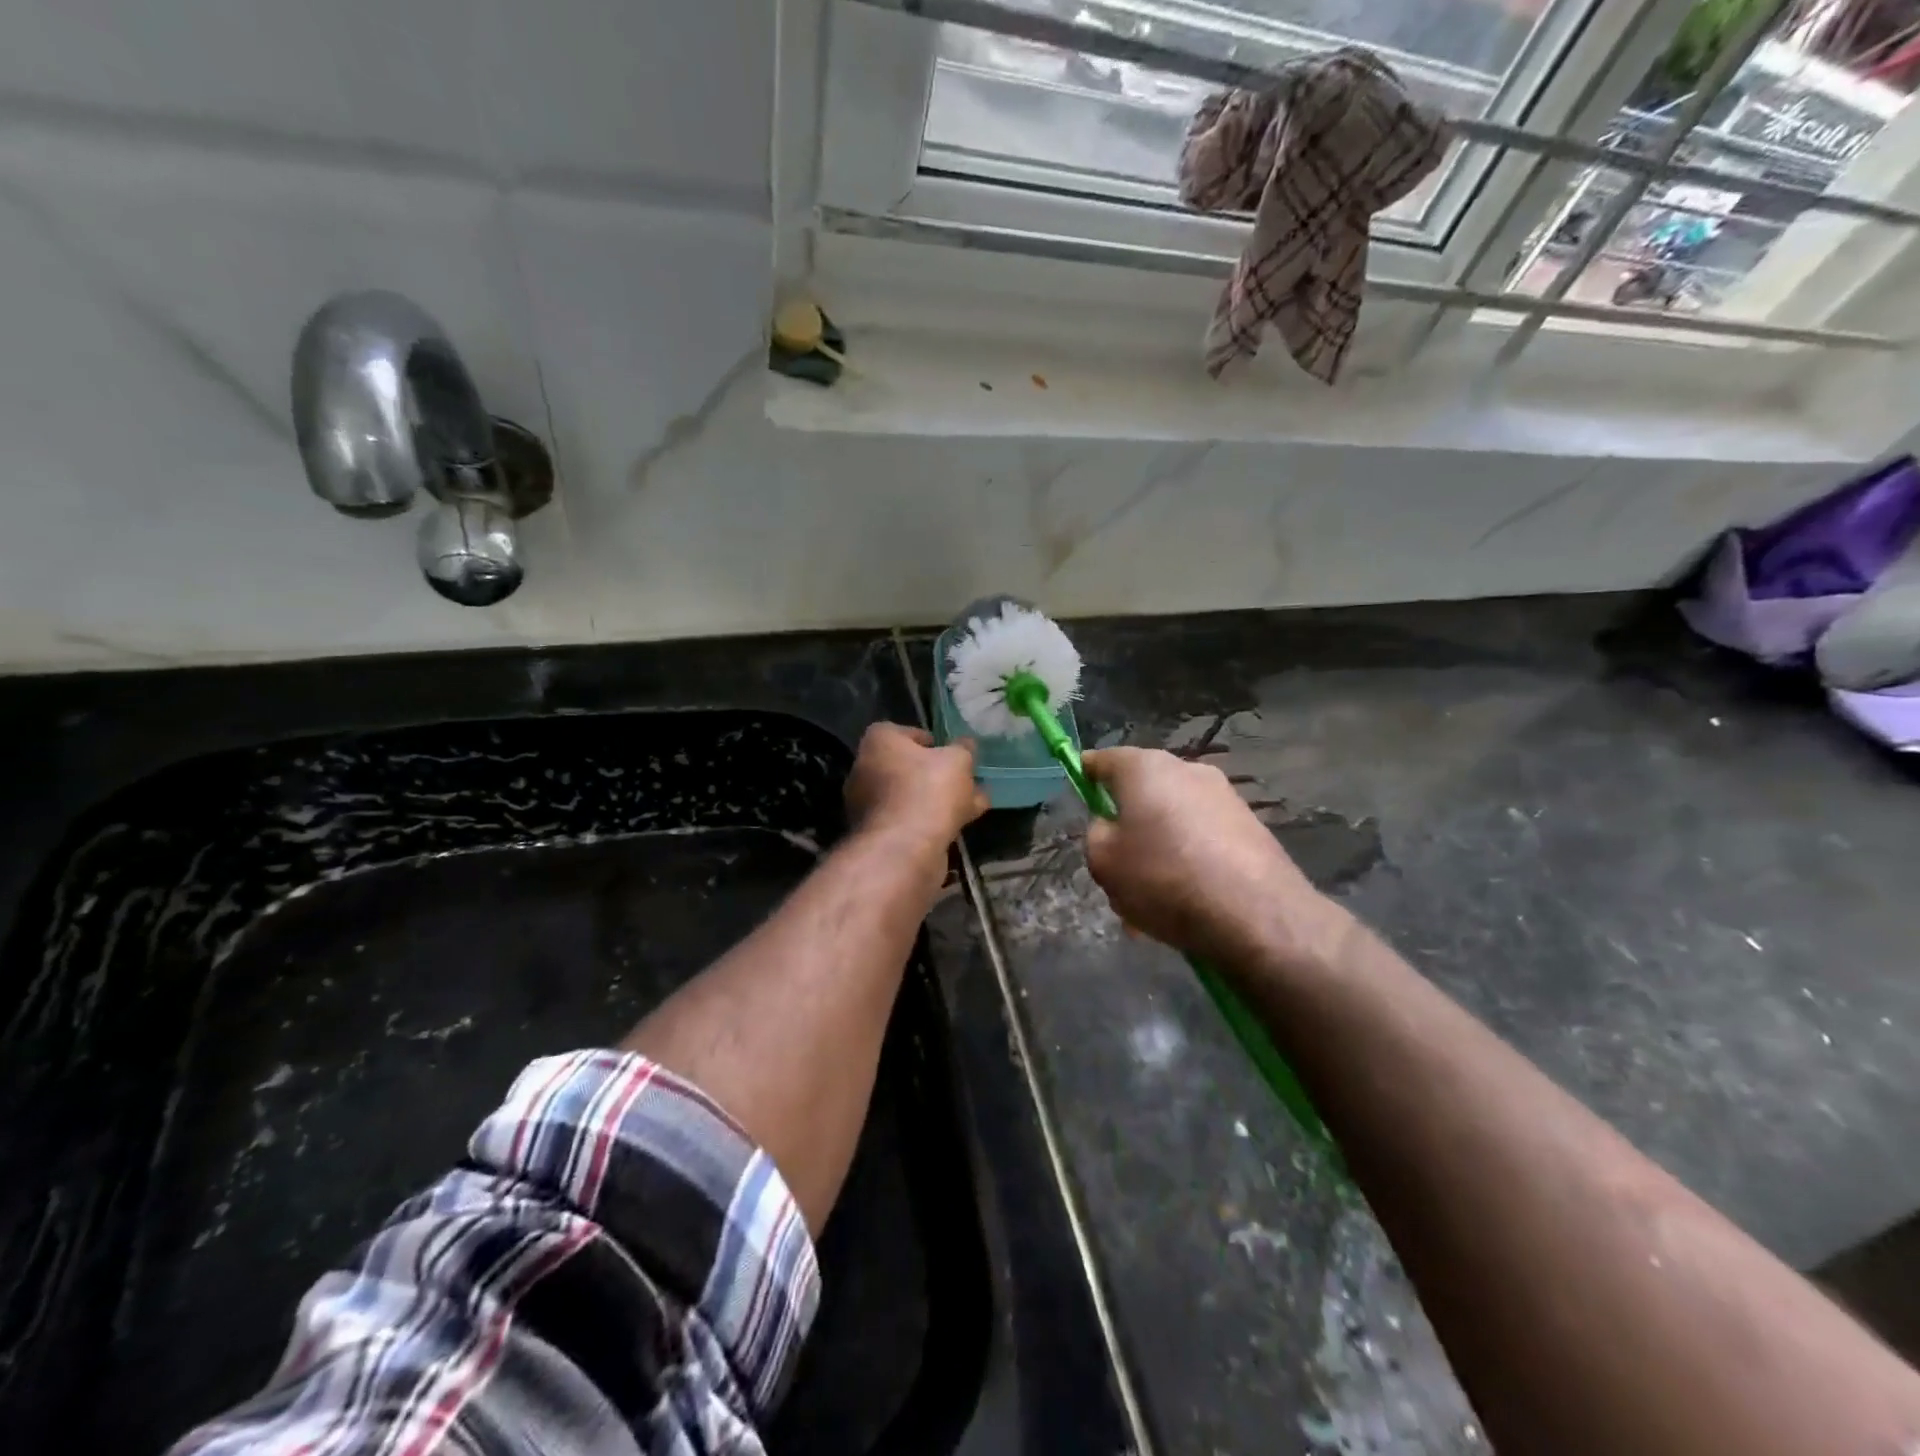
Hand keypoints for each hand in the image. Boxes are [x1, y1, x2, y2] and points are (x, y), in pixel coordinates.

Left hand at [845, 724, 988, 858]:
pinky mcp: (881, 834)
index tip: (947, 750)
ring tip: (976, 802)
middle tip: (965, 778)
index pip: (899, 732)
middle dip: (938, 773)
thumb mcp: (957, 760)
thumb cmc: (928, 789)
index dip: (925, 739)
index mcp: (878, 743)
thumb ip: (963, 750)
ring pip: (912, 796)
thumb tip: (966, 744)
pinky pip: (912, 819)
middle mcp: (866, 770)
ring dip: (941, 798)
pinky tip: (965, 822)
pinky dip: (935, 818)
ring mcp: (870, 806)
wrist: (905, 847)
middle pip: (907, 767)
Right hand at [1083, 748, 1349, 971]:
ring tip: (1149, 902)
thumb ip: (1097, 834)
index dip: (1085, 776)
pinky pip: (1201, 840)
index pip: (1102, 760)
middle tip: (1115, 867)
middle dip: (1126, 826)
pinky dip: (1187, 863)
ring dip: (1156, 851)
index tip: (1078, 794)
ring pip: (1171, 821)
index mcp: (1144, 767)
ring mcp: (1223, 797)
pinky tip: (1183, 905)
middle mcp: (1186, 770)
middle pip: (1141, 792)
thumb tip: (1112, 827)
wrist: (1256, 914)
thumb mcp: (1103, 861)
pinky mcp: (1249, 827)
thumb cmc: (1164, 878)